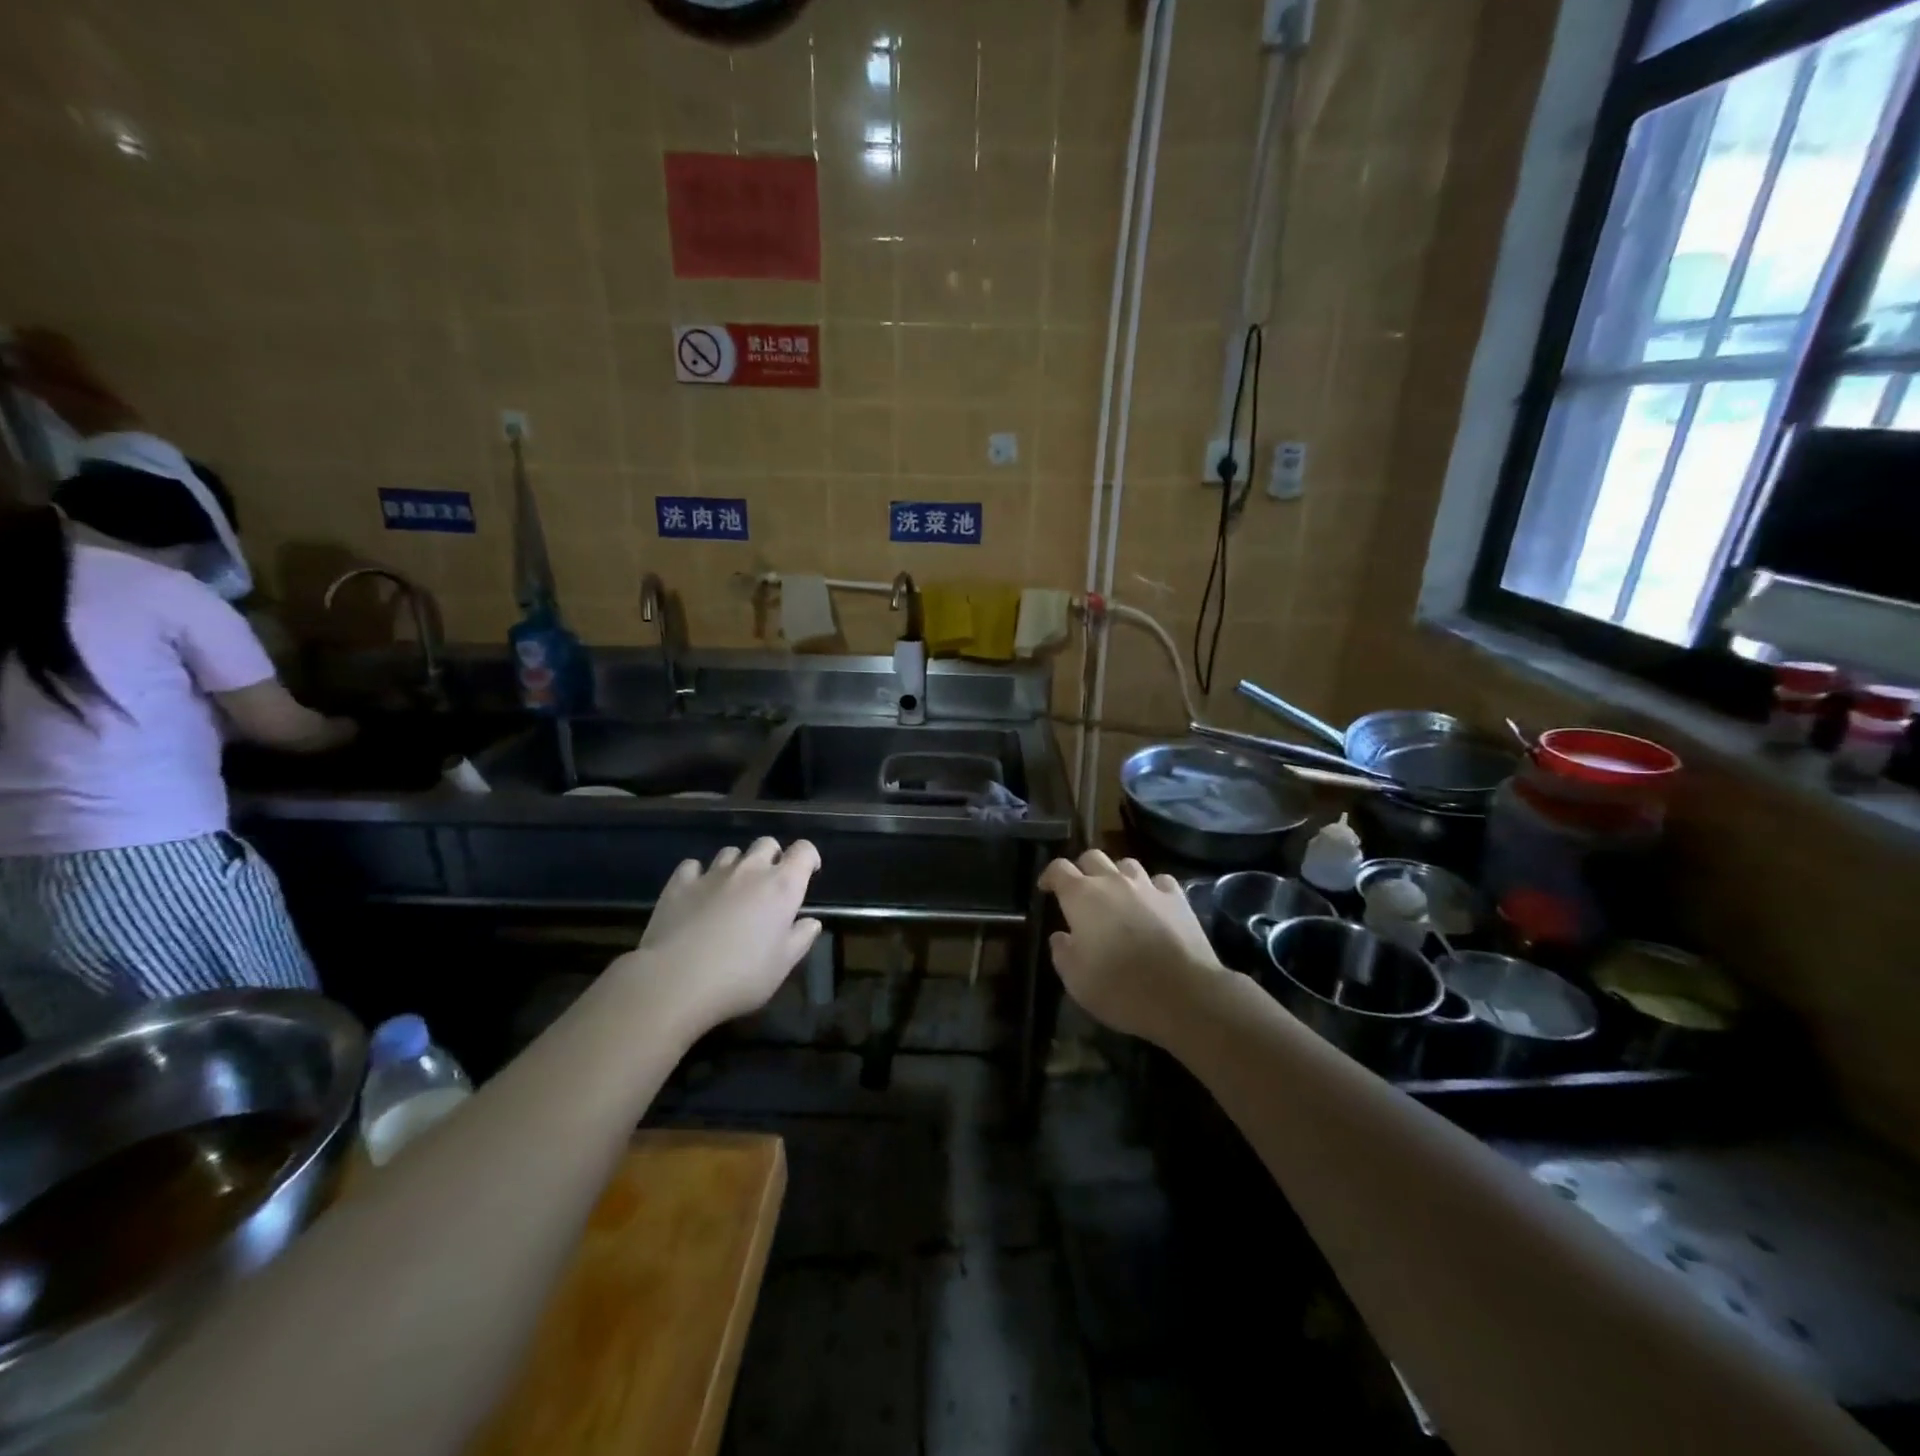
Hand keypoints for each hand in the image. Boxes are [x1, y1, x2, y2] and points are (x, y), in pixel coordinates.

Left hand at [620, 838, 822, 1034]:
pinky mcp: (679, 884)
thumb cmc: (741, 975)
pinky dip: (699, 874)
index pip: (803, 851)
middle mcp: (750, 870)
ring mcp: (712, 874)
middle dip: (772, 857)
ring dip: (737, 865)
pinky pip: (693, 866)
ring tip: (732, 889)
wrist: (677, 980)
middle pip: (766, 844)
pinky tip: (697, 892)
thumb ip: (801, 938)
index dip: (808, 857)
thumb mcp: (782, 965)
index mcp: (782, 886)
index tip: (808, 872)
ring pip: (730, 852)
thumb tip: (811, 922)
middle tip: (769, 883)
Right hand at [1039, 851, 1225, 1043]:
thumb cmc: (1119, 987)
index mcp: (1082, 896)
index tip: (1046, 889)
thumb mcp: (1075, 980)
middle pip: (1092, 857)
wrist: (1183, 994)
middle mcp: (1113, 881)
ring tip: (1118, 896)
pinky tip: (1152, 904)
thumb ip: (1062, 952)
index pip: (1059, 869)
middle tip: (1081, 893)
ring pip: (1126, 864)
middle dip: (1083, 870)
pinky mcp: (1177, 897)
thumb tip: (1061, 936)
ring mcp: (1148, 886)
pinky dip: (1151, 888)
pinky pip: (1159, 881)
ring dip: (1117, 875)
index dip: (1049, 876)